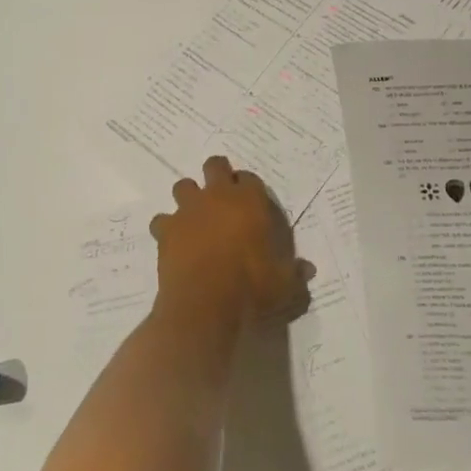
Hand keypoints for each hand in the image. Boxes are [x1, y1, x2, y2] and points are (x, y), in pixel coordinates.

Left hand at [153, 156, 312, 325]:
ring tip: (196, 218)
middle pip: (215, 166)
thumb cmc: (250, 288)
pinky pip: (162, 220)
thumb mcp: (284, 285)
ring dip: (189, 198)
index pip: (249, 178)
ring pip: (183, 186)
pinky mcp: (166, 230)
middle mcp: (217, 196)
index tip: (251, 202)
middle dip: (217, 174)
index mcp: (249, 201)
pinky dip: (167, 228)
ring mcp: (188, 210)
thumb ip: (294, 272)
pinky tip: (174, 243)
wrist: (204, 304)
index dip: (249, 187)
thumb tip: (308, 269)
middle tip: (222, 197)